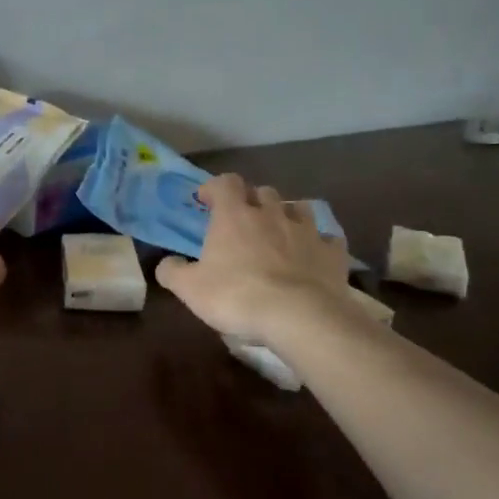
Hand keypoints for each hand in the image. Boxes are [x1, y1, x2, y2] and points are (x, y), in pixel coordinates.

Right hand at [155, 174, 350, 346]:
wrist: (299, 316)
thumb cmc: (236, 296)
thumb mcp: (190, 289)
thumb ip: (173, 271)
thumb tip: (167, 264)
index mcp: (234, 216)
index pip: (225, 183)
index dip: (214, 187)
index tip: (206, 200)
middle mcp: (271, 213)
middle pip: (263, 191)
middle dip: (252, 200)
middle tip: (243, 220)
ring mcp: (306, 230)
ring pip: (298, 208)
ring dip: (287, 215)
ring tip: (280, 232)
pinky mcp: (332, 252)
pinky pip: (327, 238)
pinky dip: (319, 243)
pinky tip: (313, 256)